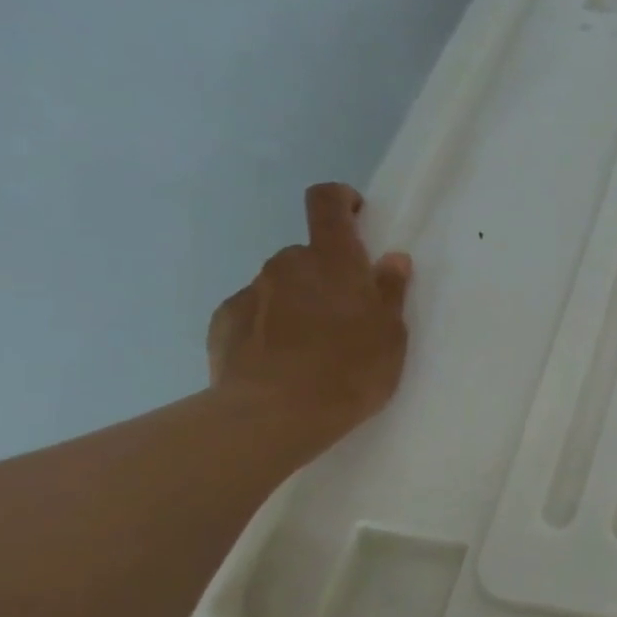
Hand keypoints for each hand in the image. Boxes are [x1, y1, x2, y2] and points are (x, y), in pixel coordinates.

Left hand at [207, 183, 412, 445]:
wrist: (274, 416)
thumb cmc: (349, 370)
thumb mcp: (391, 335)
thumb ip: (390, 291)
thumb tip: (390, 259)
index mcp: (333, 260)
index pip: (327, 201)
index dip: (340, 200)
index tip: (355, 217)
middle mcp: (287, 264)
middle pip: (308, 254)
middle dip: (326, 275)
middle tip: (346, 316)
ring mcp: (251, 292)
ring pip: (281, 285)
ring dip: (299, 303)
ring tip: (313, 348)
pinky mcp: (224, 323)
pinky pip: (255, 313)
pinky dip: (270, 326)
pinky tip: (282, 362)